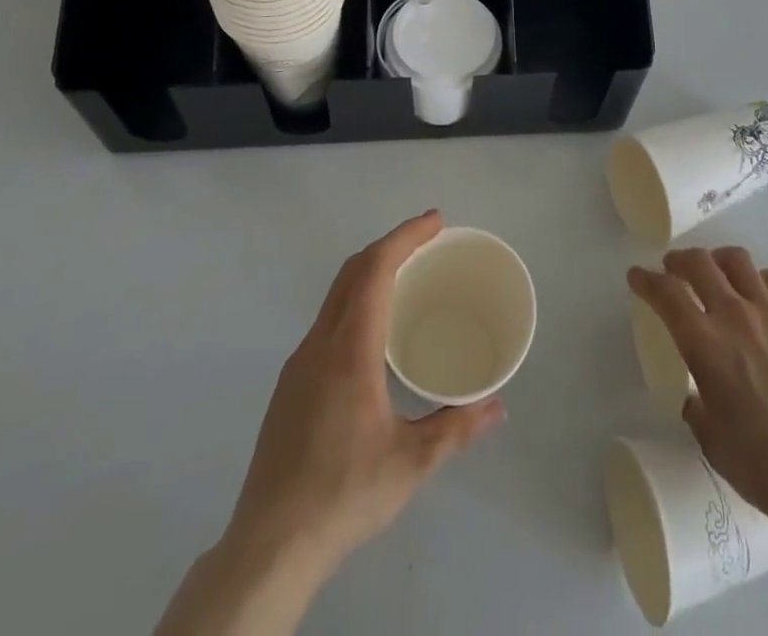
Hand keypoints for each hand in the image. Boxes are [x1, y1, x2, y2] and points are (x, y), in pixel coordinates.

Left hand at [158, 212, 503, 634]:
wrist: (268, 547)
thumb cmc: (344, 494)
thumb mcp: (411, 463)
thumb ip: (456, 427)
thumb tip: (498, 405)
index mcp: (350, 349)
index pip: (375, 269)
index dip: (406, 236)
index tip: (436, 221)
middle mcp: (320, 343)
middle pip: (352, 271)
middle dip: (391, 244)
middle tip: (429, 239)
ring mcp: (299, 363)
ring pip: (336, 294)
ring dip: (371, 271)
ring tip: (407, 275)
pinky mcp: (290, 385)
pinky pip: (327, 320)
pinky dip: (356, 300)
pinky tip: (374, 331)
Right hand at [629, 247, 767, 538]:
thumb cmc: (761, 464)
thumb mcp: (711, 439)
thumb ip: (697, 407)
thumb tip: (696, 398)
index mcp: (704, 343)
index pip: (666, 293)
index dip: (646, 280)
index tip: (637, 276)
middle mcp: (735, 316)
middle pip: (700, 263)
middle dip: (680, 260)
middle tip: (673, 269)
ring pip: (738, 262)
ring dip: (719, 262)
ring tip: (717, 274)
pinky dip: (758, 280)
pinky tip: (759, 295)